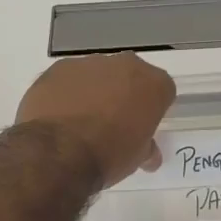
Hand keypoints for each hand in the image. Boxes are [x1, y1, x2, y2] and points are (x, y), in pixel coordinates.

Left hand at [15, 53, 175, 187]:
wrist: (58, 152)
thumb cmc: (108, 155)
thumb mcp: (136, 158)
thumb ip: (146, 147)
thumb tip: (149, 154)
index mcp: (152, 84)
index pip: (162, 90)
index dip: (152, 108)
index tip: (142, 125)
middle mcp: (125, 64)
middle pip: (129, 75)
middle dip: (124, 93)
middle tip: (113, 121)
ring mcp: (88, 63)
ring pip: (97, 74)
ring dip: (93, 91)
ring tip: (80, 121)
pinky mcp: (58, 68)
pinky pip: (68, 79)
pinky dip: (66, 93)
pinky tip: (59, 116)